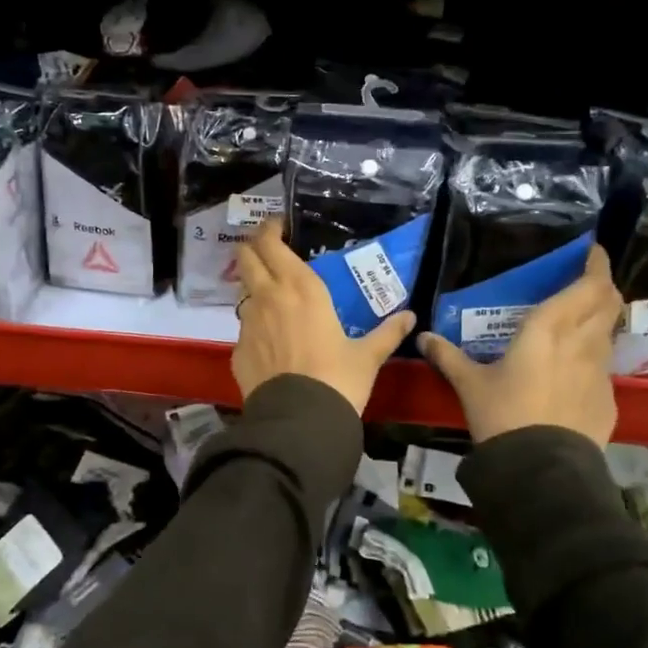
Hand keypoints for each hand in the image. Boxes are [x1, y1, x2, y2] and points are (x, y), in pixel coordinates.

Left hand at [231, 218, 415, 415]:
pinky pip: (244, 327)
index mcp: (300, 287)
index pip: (271, 243)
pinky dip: (255, 325)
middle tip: (268, 250)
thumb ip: (387, 332)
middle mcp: (268, 296)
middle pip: (246, 256)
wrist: (299, 421)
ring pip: (243, 291)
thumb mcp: (368, 355)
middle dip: (252, 247)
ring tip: (274, 297)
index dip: (270, 229)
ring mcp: (248, 322)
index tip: (278, 226)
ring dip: (253, 286)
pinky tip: (271, 341)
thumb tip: (411, 318)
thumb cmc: (338, 379)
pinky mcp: (237, 349)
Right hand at [418, 244, 621, 444]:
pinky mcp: (607, 400)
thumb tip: (423, 337)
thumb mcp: (469, 384)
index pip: (587, 287)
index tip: (593, 252)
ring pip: (609, 333)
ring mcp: (599, 373)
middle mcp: (582, 343)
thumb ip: (448, 357)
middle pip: (608, 303)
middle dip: (604, 286)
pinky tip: (575, 369)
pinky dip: (594, 355)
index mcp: (549, 329)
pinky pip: (604, 366)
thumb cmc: (503, 414)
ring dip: (601, 320)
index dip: (596, 266)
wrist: (541, 469)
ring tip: (582, 320)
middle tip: (589, 279)